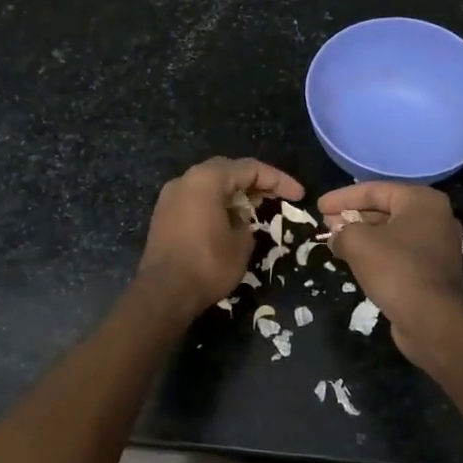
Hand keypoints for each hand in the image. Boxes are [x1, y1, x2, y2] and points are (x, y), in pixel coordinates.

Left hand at [136, 157, 303, 318]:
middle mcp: (185, 180)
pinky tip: (229, 221)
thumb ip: (246, 222)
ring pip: (209, 184)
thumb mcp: (241, 244)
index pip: (250, 168)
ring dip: (234, 193)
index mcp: (206, 179)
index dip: (278, 180)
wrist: (163, 294)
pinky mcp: (164, 216)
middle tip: (276, 197)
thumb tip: (240, 218)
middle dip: (254, 182)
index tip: (299, 195)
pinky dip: (216, 204)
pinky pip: (196, 200)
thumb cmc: (207, 265)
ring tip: (256, 208)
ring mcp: (170, 197)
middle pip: (227, 171)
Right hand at [318, 182, 462, 358]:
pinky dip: (377, 253)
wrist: (432, 321)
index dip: (343, 197)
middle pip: (385, 209)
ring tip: (335, 241)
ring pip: (392, 233)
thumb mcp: (359, 242)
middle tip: (326, 222)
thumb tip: (336, 237)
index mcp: (422, 201)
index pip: (375, 190)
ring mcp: (437, 246)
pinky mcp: (433, 271)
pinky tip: (355, 260)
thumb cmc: (396, 270)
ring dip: (363, 235)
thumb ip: (342, 231)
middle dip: (353, 215)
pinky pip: (399, 253)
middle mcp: (435, 218)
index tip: (318, 206)